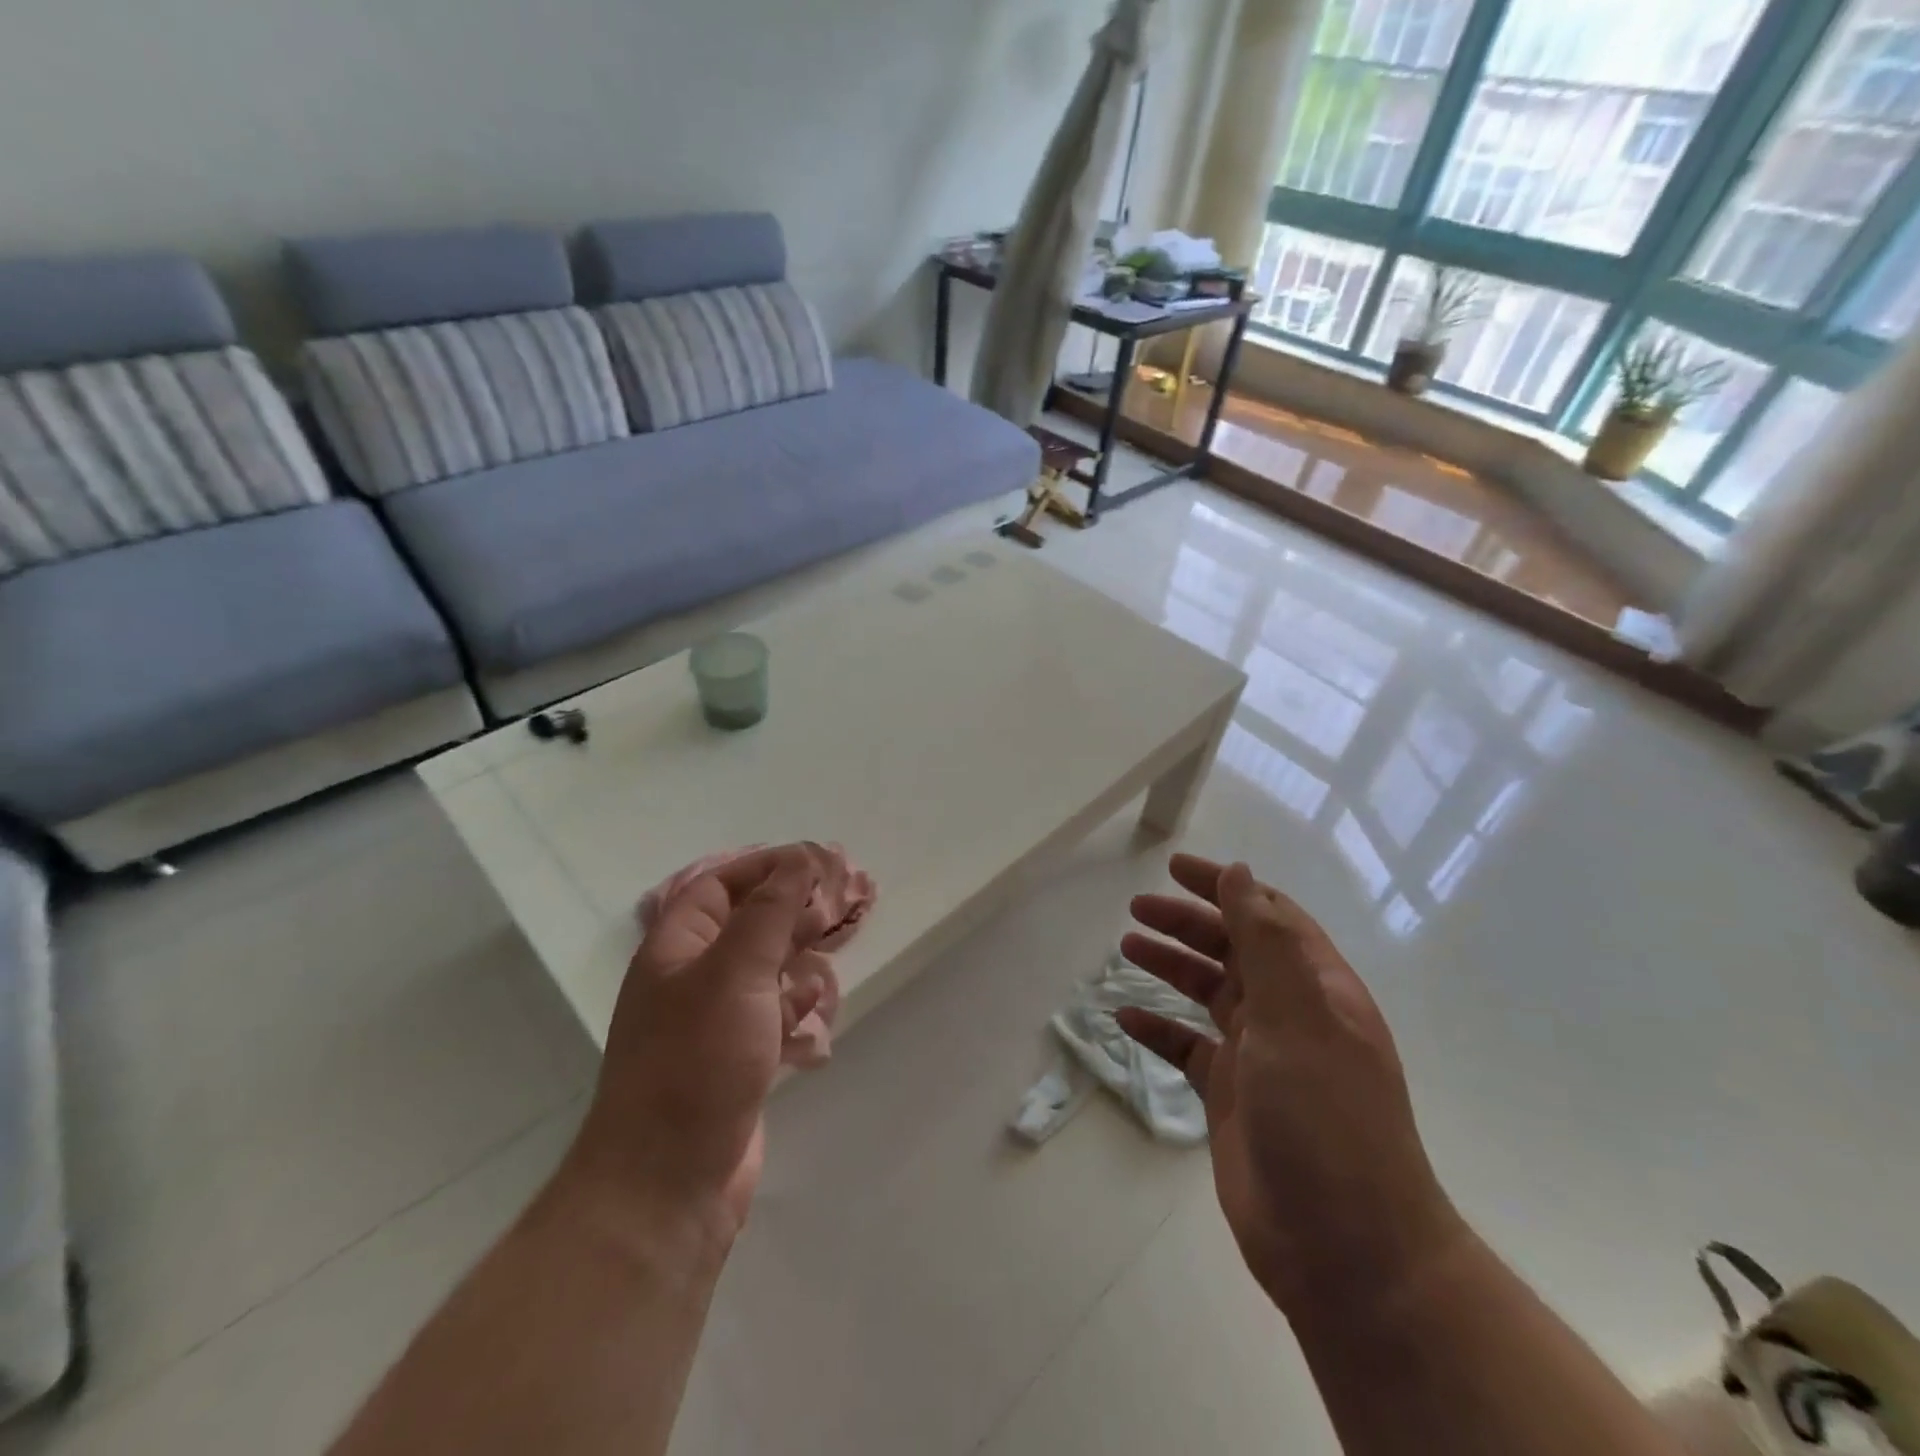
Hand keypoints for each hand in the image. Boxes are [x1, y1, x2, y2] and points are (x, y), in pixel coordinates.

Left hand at [562, 844, 844, 1249]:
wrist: (666, 1185)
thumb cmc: (697, 1061)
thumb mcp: (735, 972)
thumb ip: (770, 913)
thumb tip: (799, 859)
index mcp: (675, 950)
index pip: (718, 887)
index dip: (764, 868)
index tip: (815, 863)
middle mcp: (690, 980)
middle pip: (743, 926)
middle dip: (788, 910)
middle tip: (837, 903)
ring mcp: (711, 1025)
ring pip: (761, 971)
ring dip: (796, 955)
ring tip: (834, 945)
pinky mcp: (734, 1063)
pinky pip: (769, 1016)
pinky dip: (794, 1005)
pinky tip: (817, 1004)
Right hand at [1117, 854, 1465, 1314]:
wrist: (1348, 1252)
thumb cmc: (1326, 1120)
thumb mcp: (1297, 1019)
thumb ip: (1267, 943)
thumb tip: (1243, 874)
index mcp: (1317, 989)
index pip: (1268, 916)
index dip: (1225, 887)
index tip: (1175, 869)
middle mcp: (1290, 1015)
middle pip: (1232, 950)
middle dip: (1187, 923)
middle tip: (1137, 909)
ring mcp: (1260, 1058)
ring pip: (1207, 994)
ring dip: (1170, 966)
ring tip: (1126, 946)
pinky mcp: (1231, 1098)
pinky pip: (1187, 1048)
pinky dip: (1158, 1028)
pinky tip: (1124, 1017)